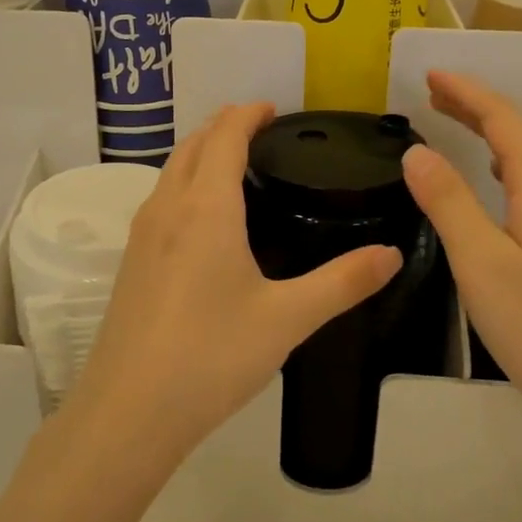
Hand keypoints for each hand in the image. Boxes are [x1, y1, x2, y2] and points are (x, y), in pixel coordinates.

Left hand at [63, 103, 402, 472]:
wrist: (129, 412)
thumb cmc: (212, 356)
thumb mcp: (288, 319)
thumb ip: (343, 282)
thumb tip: (392, 254)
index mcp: (205, 208)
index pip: (224, 137)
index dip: (247, 115)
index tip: (273, 109)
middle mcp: (166, 209)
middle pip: (191, 146)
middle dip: (222, 127)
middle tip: (259, 130)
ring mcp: (140, 237)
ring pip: (169, 173)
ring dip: (199, 155)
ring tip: (233, 166)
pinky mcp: (129, 265)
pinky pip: (159, 202)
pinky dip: (184, 186)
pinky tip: (203, 222)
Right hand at [401, 71, 521, 443]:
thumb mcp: (481, 264)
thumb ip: (448, 202)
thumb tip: (415, 150)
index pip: (505, 119)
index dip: (467, 92)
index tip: (428, 74)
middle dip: (479, 104)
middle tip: (433, 95)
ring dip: (495, 129)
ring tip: (456, 124)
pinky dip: (511, 159)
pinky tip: (497, 178)